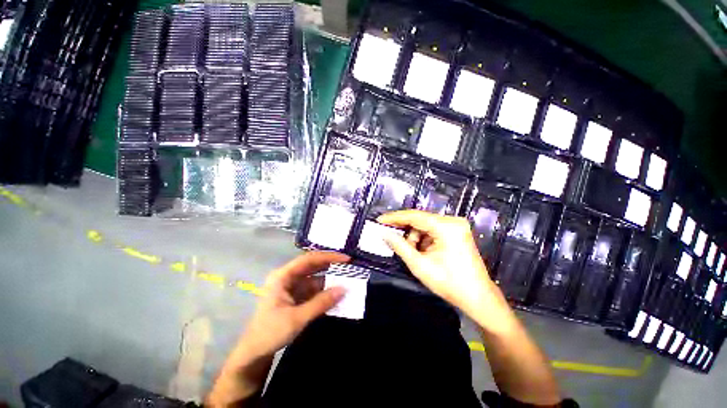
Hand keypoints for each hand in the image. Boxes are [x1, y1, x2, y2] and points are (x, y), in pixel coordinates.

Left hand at [239, 251, 349, 358]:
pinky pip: (314, 289)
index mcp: (283, 276)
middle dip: (331, 264)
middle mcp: (288, 277)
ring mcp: (292, 286)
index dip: (328, 257)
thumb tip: (344, 289)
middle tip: (349, 265)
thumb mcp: (297, 318)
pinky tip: (337, 292)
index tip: (345, 259)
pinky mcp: (297, 296)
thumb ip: (321, 302)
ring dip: (330, 279)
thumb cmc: (270, 333)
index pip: (309, 259)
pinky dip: (326, 290)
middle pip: (312, 265)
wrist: (254, 354)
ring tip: (347, 278)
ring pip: (315, 277)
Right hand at [378, 210, 512, 331]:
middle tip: (389, 235)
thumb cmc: (449, 283)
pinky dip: (423, 239)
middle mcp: (452, 221)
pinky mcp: (456, 232)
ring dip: (414, 237)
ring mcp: (456, 226)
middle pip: (420, 219)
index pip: (414, 216)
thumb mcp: (420, 265)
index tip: (379, 220)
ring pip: (425, 225)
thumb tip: (384, 234)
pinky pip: (432, 230)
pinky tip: (421, 251)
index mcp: (446, 227)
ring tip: (412, 252)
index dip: (395, 218)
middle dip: (404, 229)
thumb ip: (400, 246)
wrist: (478, 297)